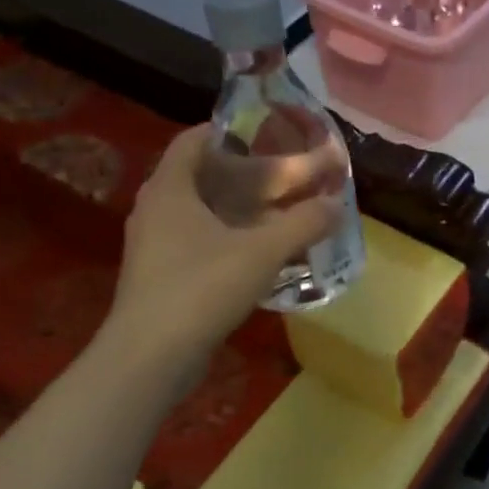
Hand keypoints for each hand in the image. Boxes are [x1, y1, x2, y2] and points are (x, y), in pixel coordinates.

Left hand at [104, 124, 342, 376]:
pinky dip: (234, 238)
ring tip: (284, 211)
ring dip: (244, 210)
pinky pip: (203, 242)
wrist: (151, 357)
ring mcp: (158, 246)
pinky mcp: (165, 276)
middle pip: (205, 176)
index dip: (231, 131)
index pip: (195, 140)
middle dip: (248, 173)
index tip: (269, 133)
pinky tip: (265, 252)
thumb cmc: (201, 289)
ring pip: (206, 213)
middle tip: (289, 174)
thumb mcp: (262, 252)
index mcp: (170, 189)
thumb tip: (337, 203)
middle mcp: (158, 210)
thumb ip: (304, 223)